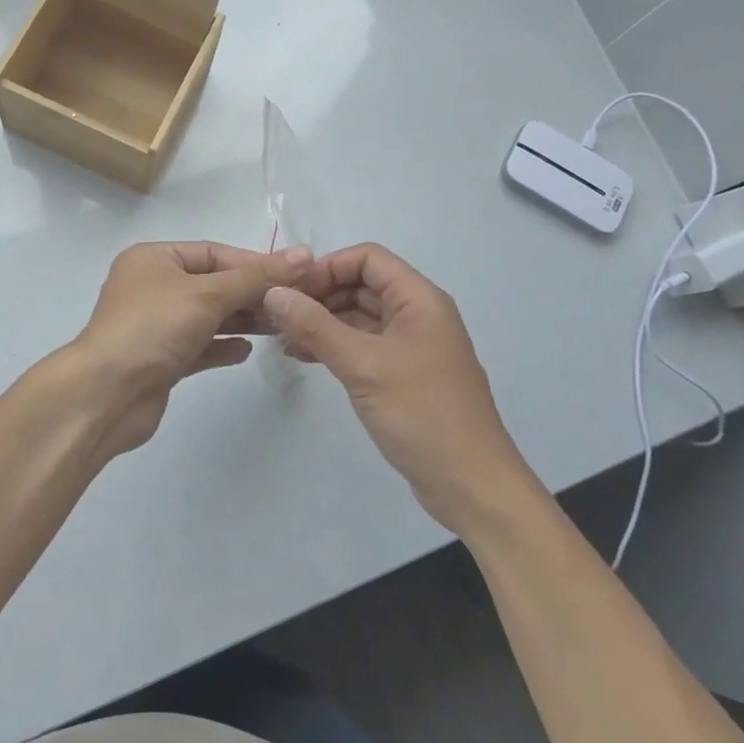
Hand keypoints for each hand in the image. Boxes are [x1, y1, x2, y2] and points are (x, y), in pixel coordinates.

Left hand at [66, 241, 310, 459]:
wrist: (106, 395)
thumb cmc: (153, 328)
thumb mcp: (208, 294)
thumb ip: (257, 277)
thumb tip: (304, 254)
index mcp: (154, 259)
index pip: (213, 252)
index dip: (254, 263)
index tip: (294, 276)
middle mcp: (152, 287)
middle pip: (213, 284)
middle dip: (252, 293)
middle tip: (293, 304)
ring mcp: (155, 325)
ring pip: (208, 316)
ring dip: (242, 320)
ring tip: (279, 326)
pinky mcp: (160, 360)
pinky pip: (199, 346)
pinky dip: (222, 346)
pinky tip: (246, 351)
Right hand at [262, 243, 532, 535]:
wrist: (470, 484)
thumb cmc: (422, 414)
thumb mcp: (363, 365)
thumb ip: (316, 326)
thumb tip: (274, 293)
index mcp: (419, 299)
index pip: (367, 258)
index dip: (327, 267)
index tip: (290, 290)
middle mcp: (417, 314)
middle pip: (362, 285)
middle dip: (320, 295)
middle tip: (277, 315)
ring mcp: (410, 346)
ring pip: (359, 316)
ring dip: (322, 322)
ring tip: (282, 338)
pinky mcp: (403, 374)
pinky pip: (363, 345)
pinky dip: (334, 345)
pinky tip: (303, 356)